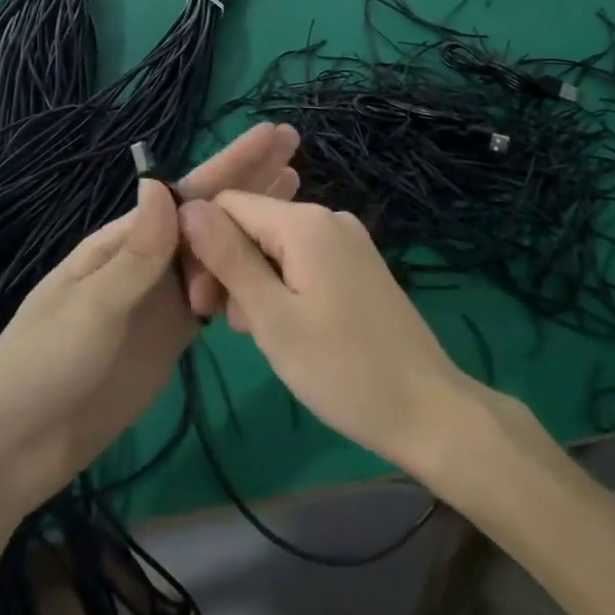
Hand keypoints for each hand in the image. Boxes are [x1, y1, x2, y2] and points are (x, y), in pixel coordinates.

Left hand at [0, 125, 297, 515]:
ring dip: (253, 223)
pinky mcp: (171, 337)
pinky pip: (215, 298)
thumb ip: (135, 255)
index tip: (273, 136)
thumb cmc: (43, 364)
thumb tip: (161, 184)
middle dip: (250, 180)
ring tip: (296, 194)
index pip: (188, 194)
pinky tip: (270, 263)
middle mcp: (148, 261)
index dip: (232, 164)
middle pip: (209, 215)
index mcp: (123, 242)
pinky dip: (243, 277)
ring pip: (218, 252)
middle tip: (294, 147)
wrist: (17, 446)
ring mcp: (161, 299)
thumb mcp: (90, 306)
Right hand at [178, 192, 475, 476]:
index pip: (228, 204)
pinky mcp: (358, 266)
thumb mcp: (272, 316)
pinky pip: (303, 262)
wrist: (427, 410)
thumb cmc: (342, 368)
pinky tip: (285, 329)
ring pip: (275, 247)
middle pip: (252, 225)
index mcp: (305, 222)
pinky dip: (282, 289)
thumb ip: (228, 257)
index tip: (198, 298)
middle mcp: (328, 218)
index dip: (202, 244)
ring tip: (259, 336)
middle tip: (223, 326)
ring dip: (253, 284)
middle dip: (228, 267)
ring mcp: (348, 242)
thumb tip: (187, 207)